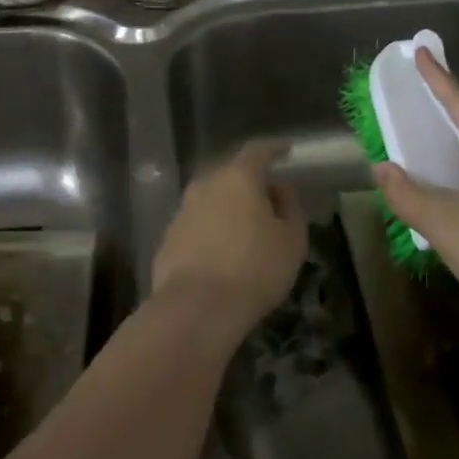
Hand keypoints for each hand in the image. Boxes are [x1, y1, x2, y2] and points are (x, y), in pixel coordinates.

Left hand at [153, 140, 307, 337]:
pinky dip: (212, 232)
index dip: (274, 149)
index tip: (286, 151)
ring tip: (247, 232)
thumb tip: (279, 189)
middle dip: (251, 183)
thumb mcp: (291, 239)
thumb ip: (290, 207)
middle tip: (270, 200)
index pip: (258, 151)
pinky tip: (222, 254)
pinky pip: (197, 226)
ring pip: (211, 201)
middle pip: (231, 175)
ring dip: (229, 209)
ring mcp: (182, 212)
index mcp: (238, 177)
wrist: (196, 308)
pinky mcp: (167, 240)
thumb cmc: (254, 269)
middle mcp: (205, 185)